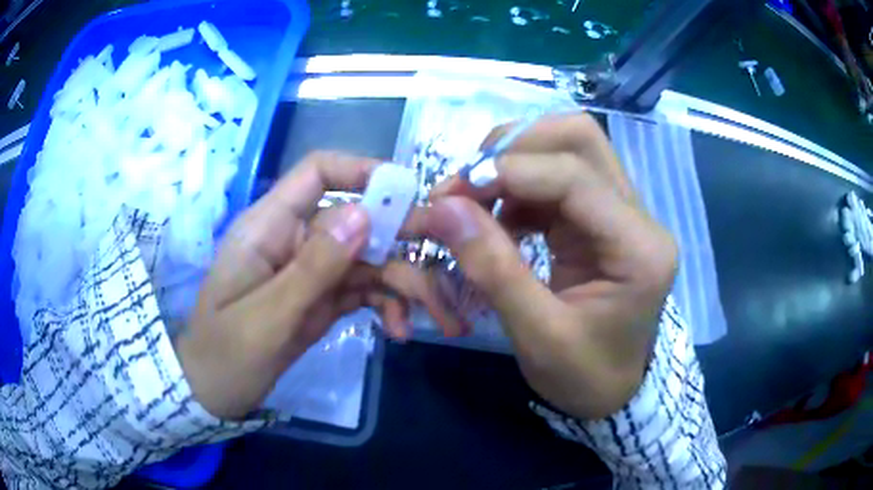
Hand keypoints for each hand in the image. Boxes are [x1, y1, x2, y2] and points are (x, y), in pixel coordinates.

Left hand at [175, 151, 459, 418]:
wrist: (214, 393)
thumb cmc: (226, 354)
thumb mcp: (266, 317)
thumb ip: (313, 267)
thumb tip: (363, 214)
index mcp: (269, 227)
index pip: (317, 173)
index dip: (362, 171)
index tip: (409, 192)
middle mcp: (295, 240)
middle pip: (357, 221)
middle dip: (402, 243)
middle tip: (443, 271)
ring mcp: (311, 271)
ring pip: (369, 259)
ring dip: (404, 285)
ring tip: (433, 319)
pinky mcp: (322, 298)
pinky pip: (365, 290)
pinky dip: (387, 305)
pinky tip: (397, 331)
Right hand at [405, 114, 677, 418]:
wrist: (613, 392)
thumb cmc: (584, 375)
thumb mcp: (537, 335)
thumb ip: (493, 268)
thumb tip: (442, 208)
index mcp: (639, 249)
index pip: (575, 177)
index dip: (510, 171)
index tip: (452, 190)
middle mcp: (638, 218)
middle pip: (580, 139)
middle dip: (516, 146)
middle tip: (469, 179)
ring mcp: (622, 213)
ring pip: (568, 150)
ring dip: (514, 164)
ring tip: (475, 200)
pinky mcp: (601, 219)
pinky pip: (558, 179)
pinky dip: (519, 187)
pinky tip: (498, 217)